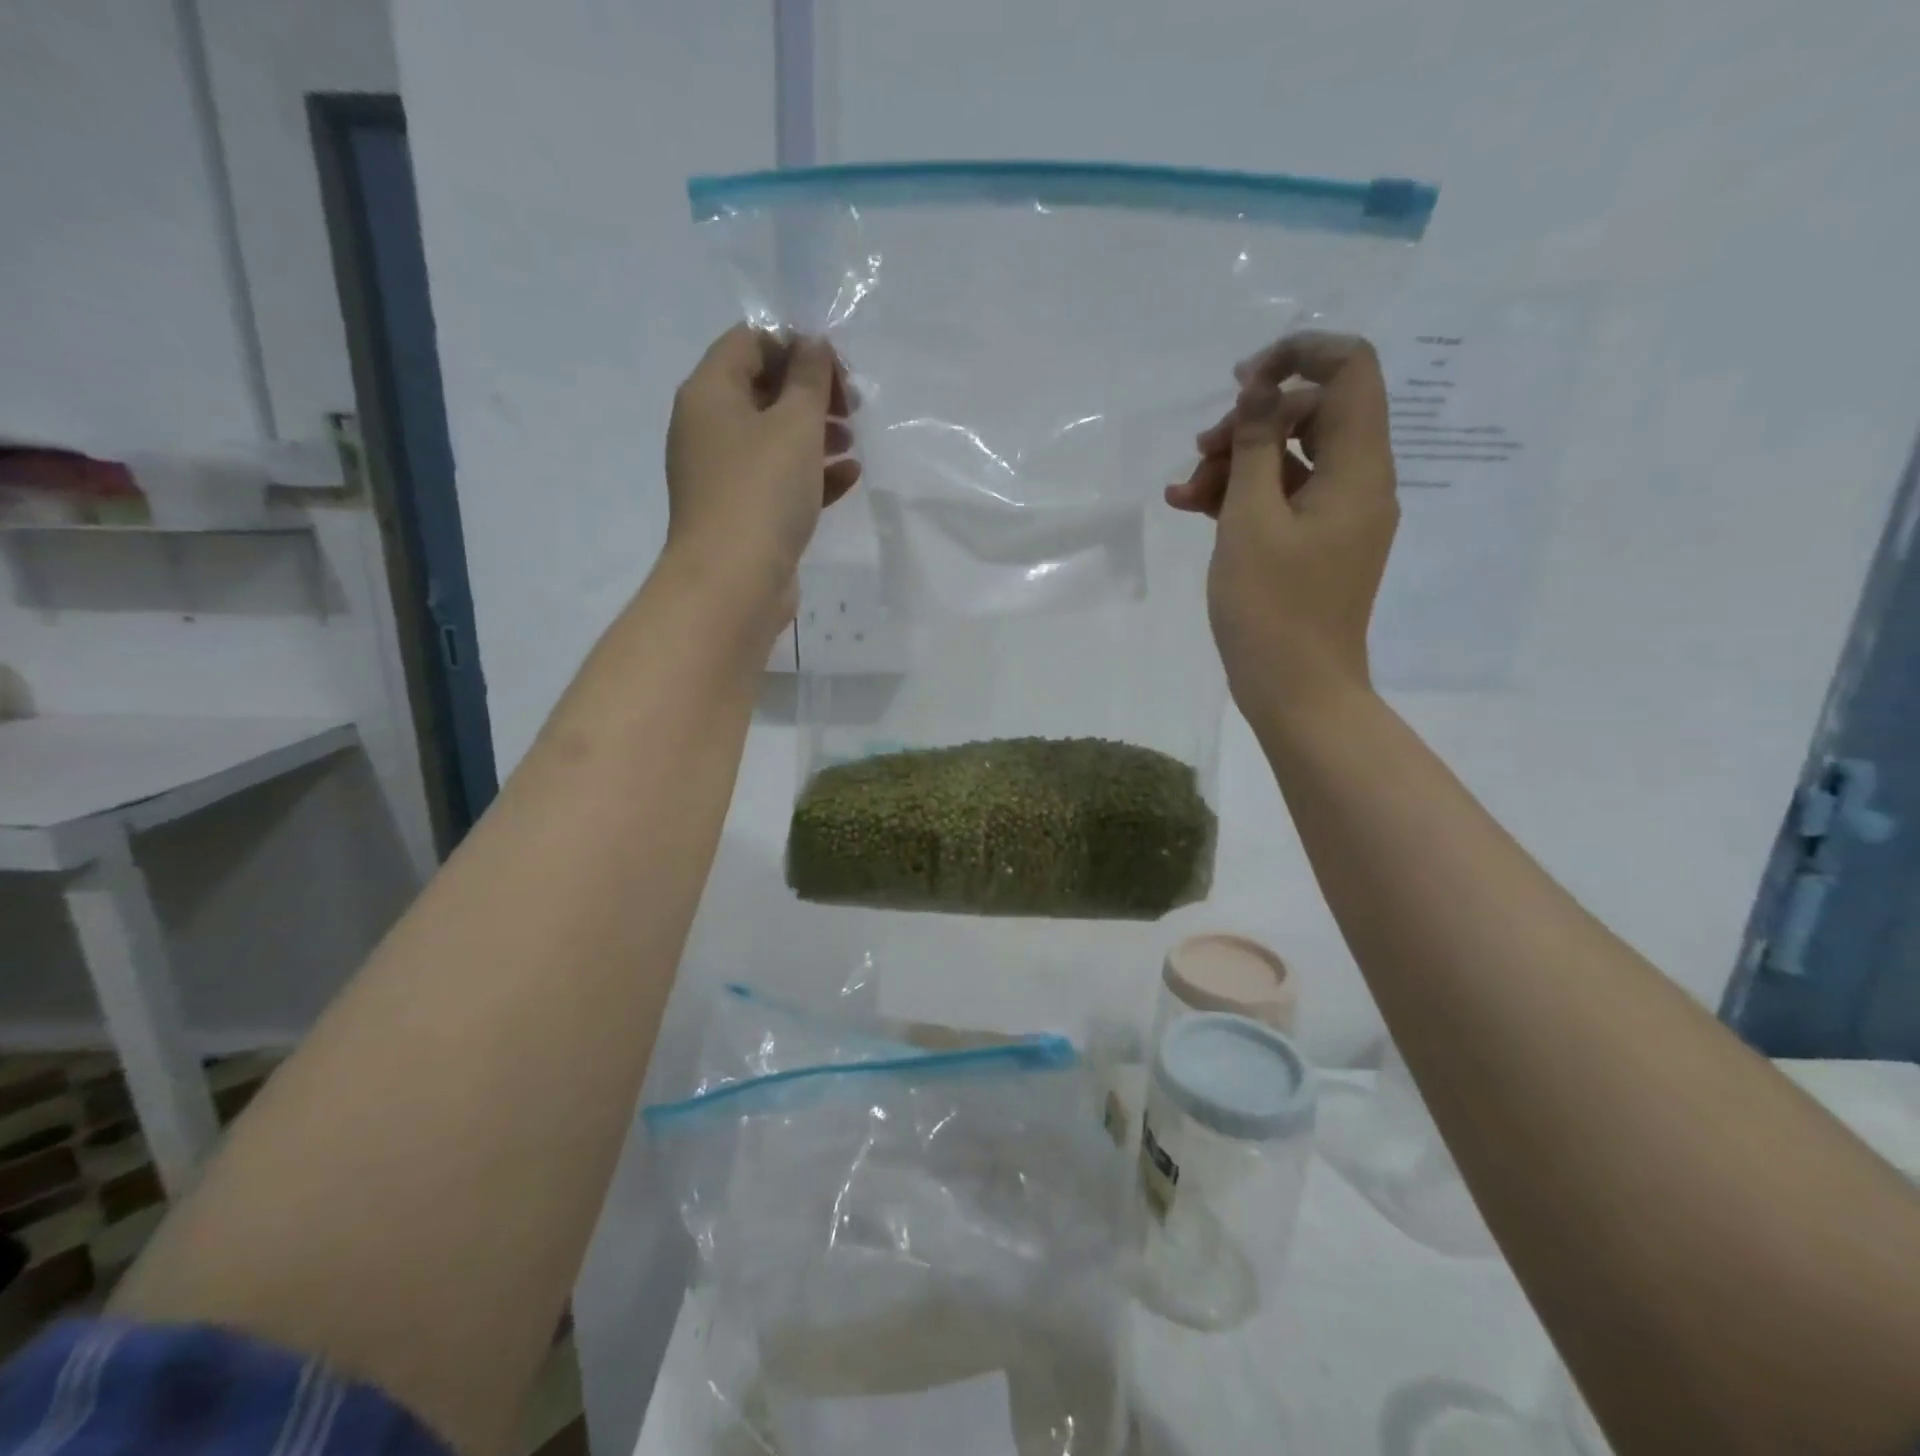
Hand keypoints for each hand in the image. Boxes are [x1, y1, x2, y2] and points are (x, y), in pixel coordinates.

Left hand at [663, 325, 859, 607]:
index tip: (838, 368)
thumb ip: (809, 379)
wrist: (732, 584)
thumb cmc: (762, 493)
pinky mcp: (742, 513)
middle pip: (763, 390)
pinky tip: (849, 478)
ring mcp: (723, 474)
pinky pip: (778, 480)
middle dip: (811, 393)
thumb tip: (811, 344)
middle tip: (852, 407)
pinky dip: (811, 474)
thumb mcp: (794, 425)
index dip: (796, 345)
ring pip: (774, 438)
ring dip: (816, 434)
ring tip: (853, 443)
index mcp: (710, 393)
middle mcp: (708, 428)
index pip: (750, 342)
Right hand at [1167, 333, 1397, 719]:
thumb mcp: (1250, 519)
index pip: (1349, 370)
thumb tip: (1262, 385)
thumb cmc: (1271, 608)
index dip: (1297, 357)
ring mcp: (1337, 515)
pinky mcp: (1314, 543)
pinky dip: (1241, 495)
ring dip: (1236, 462)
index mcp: (1358, 468)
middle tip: (1202, 452)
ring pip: (1290, 458)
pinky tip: (1191, 506)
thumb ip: (1256, 444)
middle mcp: (1358, 482)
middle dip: (1250, 423)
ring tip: (1184, 492)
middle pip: (1312, 414)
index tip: (1240, 382)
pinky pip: (1281, 498)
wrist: (1296, 690)